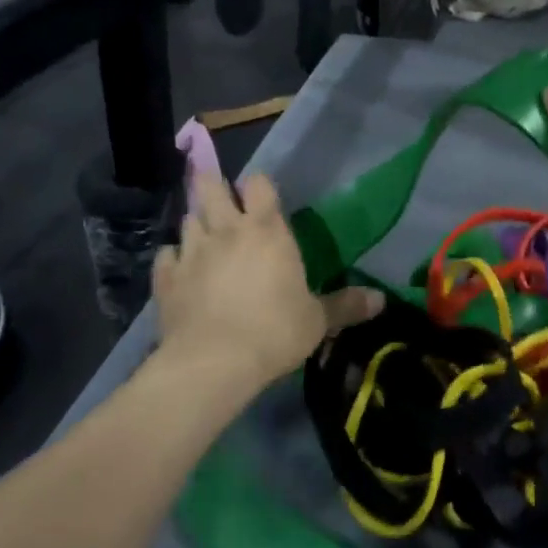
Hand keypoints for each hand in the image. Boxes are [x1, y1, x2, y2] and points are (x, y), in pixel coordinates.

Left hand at [152, 173, 383, 393]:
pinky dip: (172, 258)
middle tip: (221, 197)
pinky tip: (178, 268)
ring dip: (197, 221)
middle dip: (213, 185)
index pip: (259, 184)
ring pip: (188, 219)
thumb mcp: (318, 320)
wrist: (214, 363)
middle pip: (211, 187)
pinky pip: (166, 255)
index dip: (259, 186)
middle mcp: (226, 230)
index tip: (261, 195)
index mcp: (266, 230)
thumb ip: (346, 305)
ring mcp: (192, 251)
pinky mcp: (166, 277)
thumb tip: (381, 299)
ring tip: (205, 234)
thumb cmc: (274, 332)